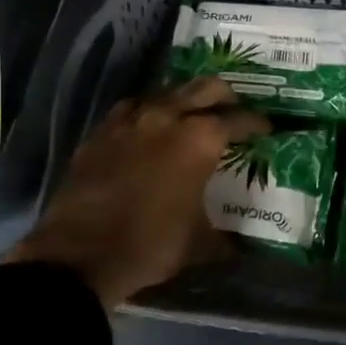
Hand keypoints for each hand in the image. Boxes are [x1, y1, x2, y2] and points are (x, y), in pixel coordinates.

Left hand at [7, 77, 266, 307]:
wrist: (79, 256)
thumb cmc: (150, 244)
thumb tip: (243, 245)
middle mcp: (167, 118)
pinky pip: (131, 110)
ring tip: (191, 117)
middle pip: (204, 88)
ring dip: (183, 101)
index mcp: (199, 140)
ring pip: (165, 93)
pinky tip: (148, 129)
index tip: (266, 129)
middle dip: (225, 96)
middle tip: (233, 110)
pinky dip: (147, 114)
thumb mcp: (199, 243)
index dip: (257, 123)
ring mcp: (129, 122)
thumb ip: (226, 236)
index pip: (238, 120)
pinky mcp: (101, 133)